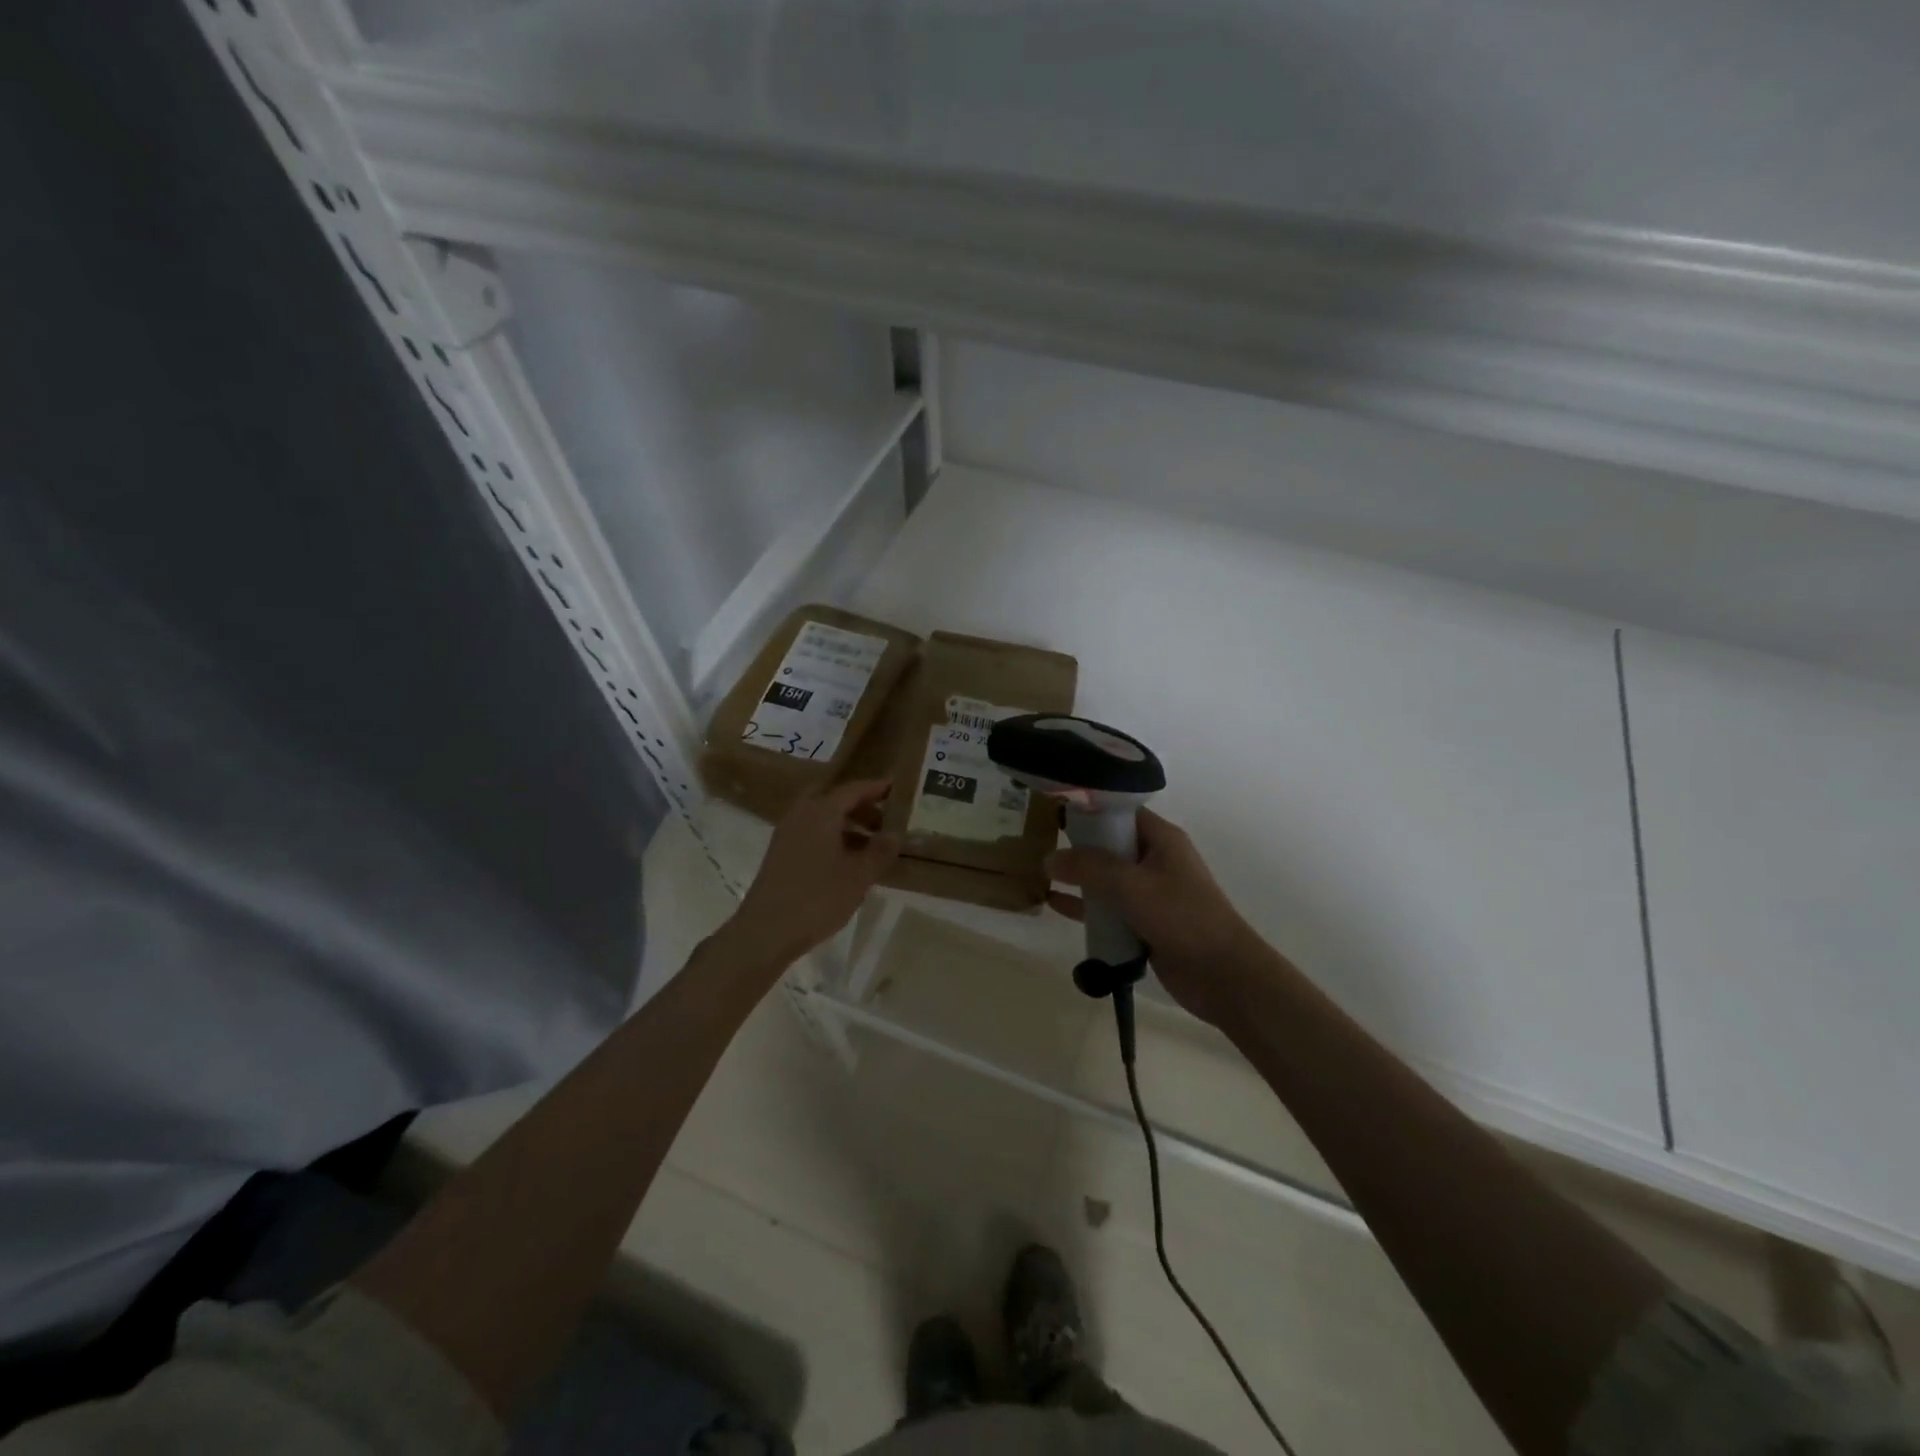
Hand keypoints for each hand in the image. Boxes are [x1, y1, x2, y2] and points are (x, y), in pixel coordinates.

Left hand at [723, 779, 899, 970]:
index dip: (876, 788)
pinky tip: (847, 862)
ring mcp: (787, 834)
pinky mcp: (780, 854)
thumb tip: (895, 833)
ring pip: (821, 817)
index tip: (896, 789)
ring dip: (846, 824)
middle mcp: (801, 815)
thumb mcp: (859, 876)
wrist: (766, 931)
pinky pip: (811, 833)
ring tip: (871, 846)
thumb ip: (880, 851)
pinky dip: (832, 837)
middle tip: (883, 820)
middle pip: (834, 799)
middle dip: (860, 806)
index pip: (853, 790)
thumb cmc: (817, 898)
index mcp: (821, 812)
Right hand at [1047, 809, 1280, 1026]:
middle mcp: (1156, 860)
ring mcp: (1150, 893)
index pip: (1120, 813)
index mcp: (1161, 839)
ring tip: (1040, 875)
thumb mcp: (1131, 885)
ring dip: (1079, 879)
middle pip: (1110, 845)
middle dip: (1077, 846)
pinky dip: (1086, 906)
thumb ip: (1089, 868)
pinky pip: (1109, 908)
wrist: (1223, 975)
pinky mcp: (1145, 923)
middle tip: (1038, 843)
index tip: (1054, 812)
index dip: (1089, 811)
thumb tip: (1049, 858)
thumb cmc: (1181, 917)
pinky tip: (1055, 906)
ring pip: (1107, 878)